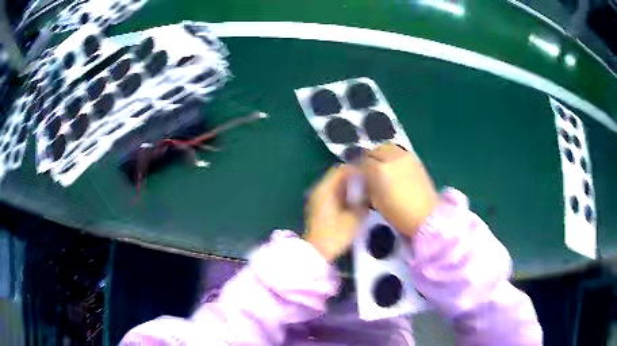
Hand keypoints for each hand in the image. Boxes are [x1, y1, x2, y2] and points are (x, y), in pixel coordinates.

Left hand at [304, 165, 367, 261]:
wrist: (317, 252)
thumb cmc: (335, 234)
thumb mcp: (354, 217)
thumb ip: (363, 201)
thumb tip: (370, 192)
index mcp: (326, 189)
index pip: (342, 169)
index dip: (357, 170)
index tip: (371, 175)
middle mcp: (320, 190)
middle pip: (339, 177)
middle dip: (356, 180)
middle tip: (371, 185)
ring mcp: (319, 199)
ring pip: (338, 187)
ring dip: (351, 189)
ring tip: (367, 194)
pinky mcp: (320, 208)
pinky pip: (335, 195)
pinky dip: (346, 197)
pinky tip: (357, 204)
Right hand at [361, 144, 439, 237]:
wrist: (426, 215)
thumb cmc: (399, 214)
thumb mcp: (376, 202)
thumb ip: (367, 186)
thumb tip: (361, 179)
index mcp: (379, 169)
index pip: (362, 162)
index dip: (358, 169)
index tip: (357, 177)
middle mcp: (391, 157)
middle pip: (373, 151)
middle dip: (368, 159)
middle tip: (367, 171)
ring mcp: (404, 155)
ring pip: (386, 147)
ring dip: (380, 154)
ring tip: (380, 166)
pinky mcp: (415, 158)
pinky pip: (398, 150)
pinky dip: (392, 155)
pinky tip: (393, 166)